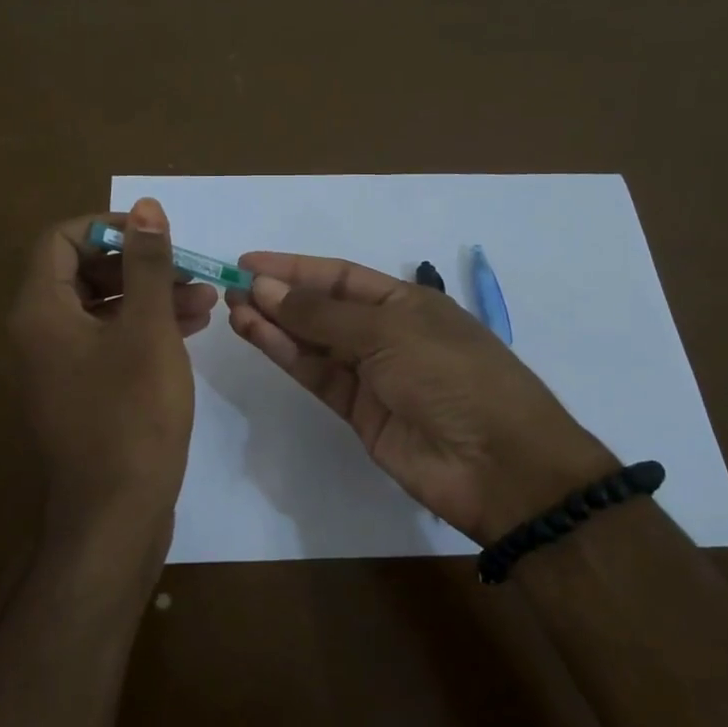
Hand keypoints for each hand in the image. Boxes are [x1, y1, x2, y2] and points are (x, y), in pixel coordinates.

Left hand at [10, 200, 216, 562]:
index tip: (157, 236)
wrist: (115, 514)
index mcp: (40, 311)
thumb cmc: (132, 415)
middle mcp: (40, 333)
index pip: (62, 239)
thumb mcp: (147, 331)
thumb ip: (147, 266)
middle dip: (139, 264)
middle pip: (82, 271)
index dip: (110, 228)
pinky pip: (109, 341)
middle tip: (189, 270)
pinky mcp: (83, 392)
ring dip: (150, 296)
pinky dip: (144, 328)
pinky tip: (191, 328)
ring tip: (206, 298)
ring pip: (102, 308)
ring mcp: (60, 366)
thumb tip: (146, 207)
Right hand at [226, 254, 615, 544]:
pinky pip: (317, 376)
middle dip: (279, 296)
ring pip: (314, 344)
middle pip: (323, 309)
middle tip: (230, 288)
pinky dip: (286, 356)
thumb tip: (265, 287)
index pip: (340, 276)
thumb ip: (322, 315)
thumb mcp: (388, 332)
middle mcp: (387, 334)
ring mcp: (373, 376)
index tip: (248, 262)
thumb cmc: (451, 376)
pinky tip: (256, 335)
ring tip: (233, 308)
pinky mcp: (360, 413)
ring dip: (275, 325)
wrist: (496, 464)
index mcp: (406, 302)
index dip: (295, 268)